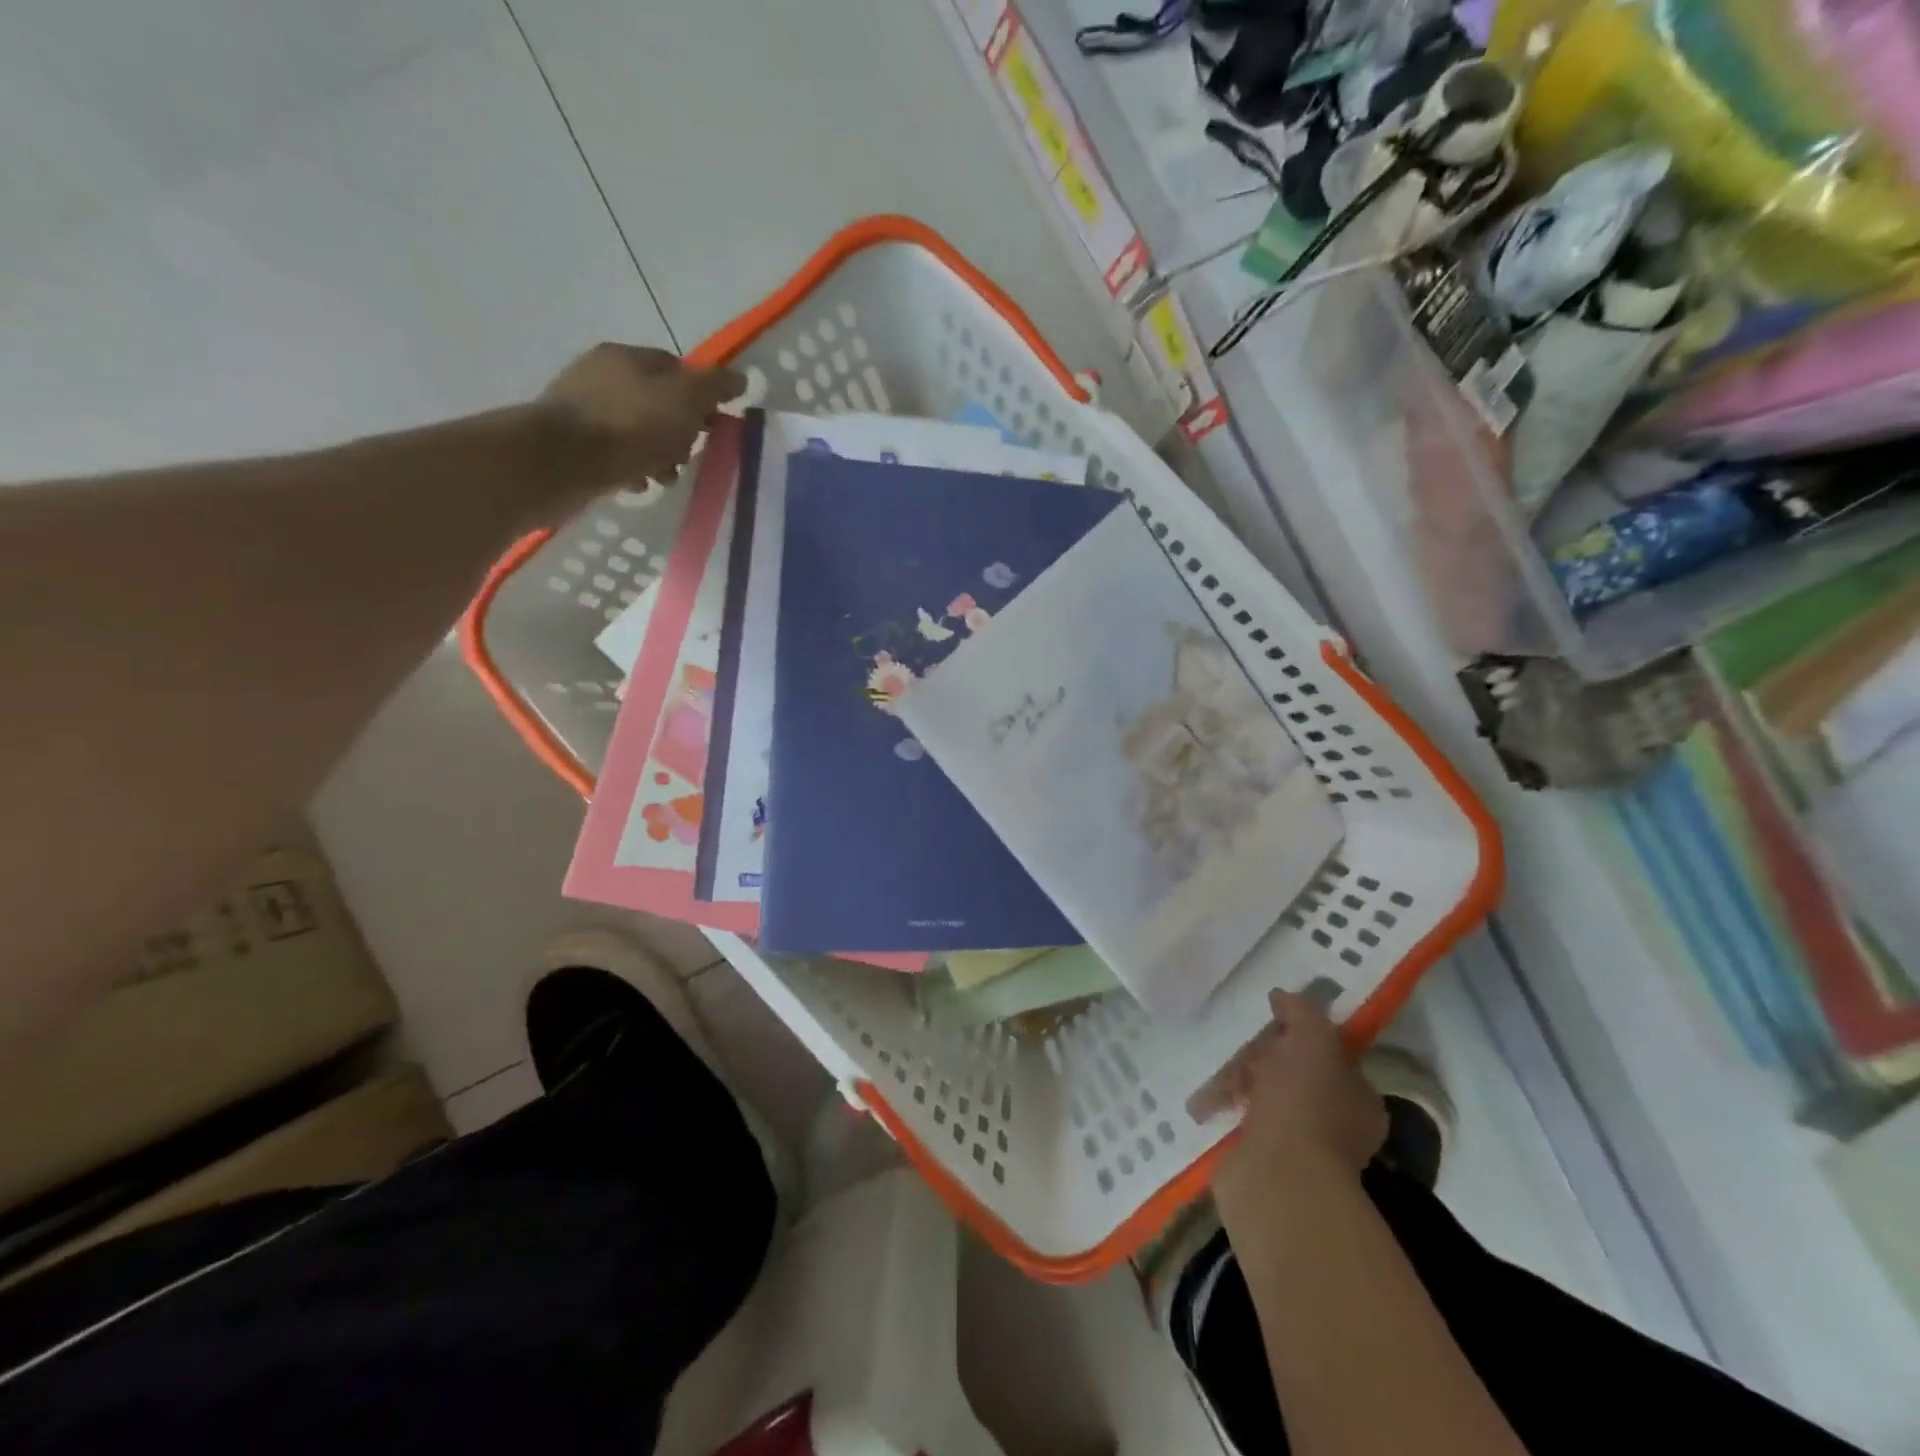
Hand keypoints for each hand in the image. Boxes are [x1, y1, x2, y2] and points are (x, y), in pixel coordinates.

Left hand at [542, 343, 745, 487]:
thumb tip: (740, 378)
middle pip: (657, 402)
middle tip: (688, 455)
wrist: (562, 462)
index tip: (714, 425)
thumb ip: (714, 387)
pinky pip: (615, 454)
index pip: (676, 367)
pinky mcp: (572, 442)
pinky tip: (638, 484)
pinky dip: (632, 468)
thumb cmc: (629, 426)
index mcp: (627, 357)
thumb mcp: (685, 400)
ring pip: (637, 431)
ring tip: (664, 478)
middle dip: (680, 431)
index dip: (700, 396)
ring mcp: (583, 409)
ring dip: (658, 455)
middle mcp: (601, 375)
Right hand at [1193, 989, 1386, 1216]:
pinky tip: (1201, 1104)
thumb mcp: (1312, 1040)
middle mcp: (1334, 1123)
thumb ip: (1301, 1012)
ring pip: (1260, 1097)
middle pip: (1290, 1073)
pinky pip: (1238, 1123)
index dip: (1298, 1033)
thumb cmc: (1305, 1103)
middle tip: (1232, 1050)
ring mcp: (1298, 1146)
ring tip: (1209, 1082)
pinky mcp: (1263, 1162)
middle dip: (1258, 1058)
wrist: (1278, 1177)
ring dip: (1233, 1085)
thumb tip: (1282, 996)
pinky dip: (1221, 1111)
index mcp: (1357, 1096)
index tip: (1268, 1018)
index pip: (1327, 1053)